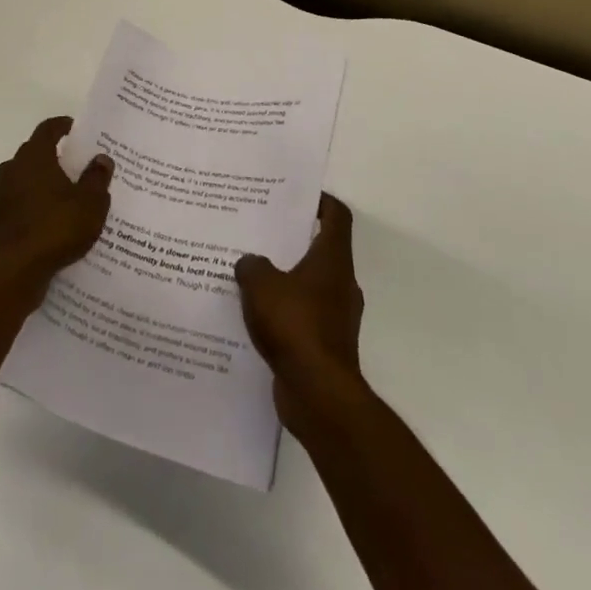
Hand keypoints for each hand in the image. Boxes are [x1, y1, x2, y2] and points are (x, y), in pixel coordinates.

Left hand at [0, 116, 112, 292]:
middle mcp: (11, 169)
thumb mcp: (90, 203)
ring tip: (61, 195)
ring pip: (22, 178)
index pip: (47, 130)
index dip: (62, 126)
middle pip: (33, 153)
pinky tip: (46, 220)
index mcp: (34, 157)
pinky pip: (16, 202)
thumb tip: (101, 159)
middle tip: (74, 165)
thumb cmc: (57, 228)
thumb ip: (97, 178)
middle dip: (52, 156)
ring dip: (39, 182)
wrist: (16, 272)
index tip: (74, 129)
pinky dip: (30, 204)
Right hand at [236, 193, 365, 434]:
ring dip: (284, 279)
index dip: (320, 201)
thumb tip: (250, 263)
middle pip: (320, 250)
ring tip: (250, 273)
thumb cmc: (295, 325)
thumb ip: (252, 265)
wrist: (318, 394)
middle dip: (292, 240)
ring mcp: (335, 317)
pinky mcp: (324, 344)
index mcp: (332, 261)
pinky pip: (301, 316)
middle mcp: (340, 284)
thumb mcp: (261, 284)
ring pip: (308, 285)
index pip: (336, 217)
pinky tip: (254, 314)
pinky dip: (282, 312)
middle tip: (260, 231)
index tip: (296, 195)